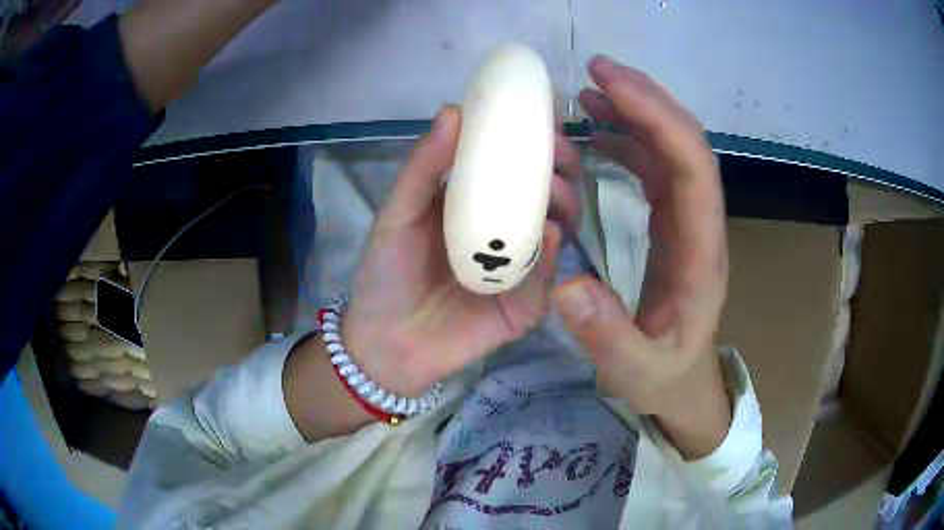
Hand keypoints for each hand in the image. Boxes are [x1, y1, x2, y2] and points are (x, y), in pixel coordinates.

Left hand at [343, 107, 583, 396]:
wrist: (387, 342)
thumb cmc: (387, 274)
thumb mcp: (398, 214)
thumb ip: (424, 166)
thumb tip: (453, 109)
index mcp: (475, 203)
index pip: (513, 164)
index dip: (533, 140)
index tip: (544, 121)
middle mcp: (504, 230)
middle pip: (547, 193)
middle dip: (560, 169)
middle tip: (559, 157)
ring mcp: (521, 267)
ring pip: (559, 228)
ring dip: (565, 204)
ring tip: (555, 192)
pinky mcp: (529, 303)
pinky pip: (549, 276)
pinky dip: (552, 253)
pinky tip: (548, 233)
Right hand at [552, 56, 729, 457]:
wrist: (682, 379)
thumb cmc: (664, 375)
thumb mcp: (635, 369)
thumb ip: (607, 335)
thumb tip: (566, 285)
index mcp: (701, 253)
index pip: (693, 168)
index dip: (658, 120)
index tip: (612, 86)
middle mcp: (700, 224)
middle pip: (686, 143)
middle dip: (646, 99)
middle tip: (596, 70)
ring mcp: (687, 219)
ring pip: (670, 148)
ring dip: (635, 112)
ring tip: (590, 91)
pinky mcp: (671, 221)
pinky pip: (654, 166)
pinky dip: (628, 139)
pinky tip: (597, 131)